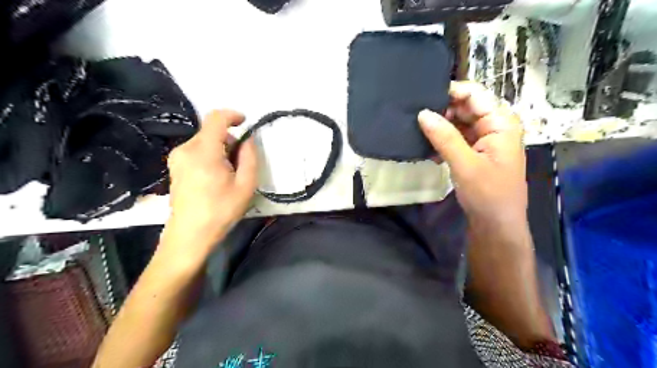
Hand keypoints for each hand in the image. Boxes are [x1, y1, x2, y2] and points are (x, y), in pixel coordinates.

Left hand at [159, 109, 257, 261]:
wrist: (190, 234)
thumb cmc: (221, 210)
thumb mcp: (246, 185)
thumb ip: (250, 157)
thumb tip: (247, 140)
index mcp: (204, 152)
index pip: (216, 118)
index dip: (232, 115)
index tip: (245, 122)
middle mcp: (186, 149)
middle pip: (211, 131)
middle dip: (230, 140)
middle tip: (241, 163)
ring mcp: (177, 157)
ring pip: (205, 141)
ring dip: (221, 149)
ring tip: (229, 173)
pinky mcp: (175, 166)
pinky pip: (197, 150)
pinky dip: (210, 155)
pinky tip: (215, 176)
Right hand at [420, 82, 526, 227]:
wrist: (496, 225)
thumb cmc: (488, 194)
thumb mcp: (465, 164)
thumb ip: (444, 137)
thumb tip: (422, 113)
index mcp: (500, 122)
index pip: (474, 94)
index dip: (449, 92)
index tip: (421, 98)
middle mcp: (493, 126)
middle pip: (464, 107)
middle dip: (441, 111)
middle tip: (413, 117)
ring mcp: (483, 139)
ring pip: (457, 123)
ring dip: (439, 128)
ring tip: (415, 131)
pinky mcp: (474, 151)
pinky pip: (455, 138)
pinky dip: (441, 141)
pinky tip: (427, 149)